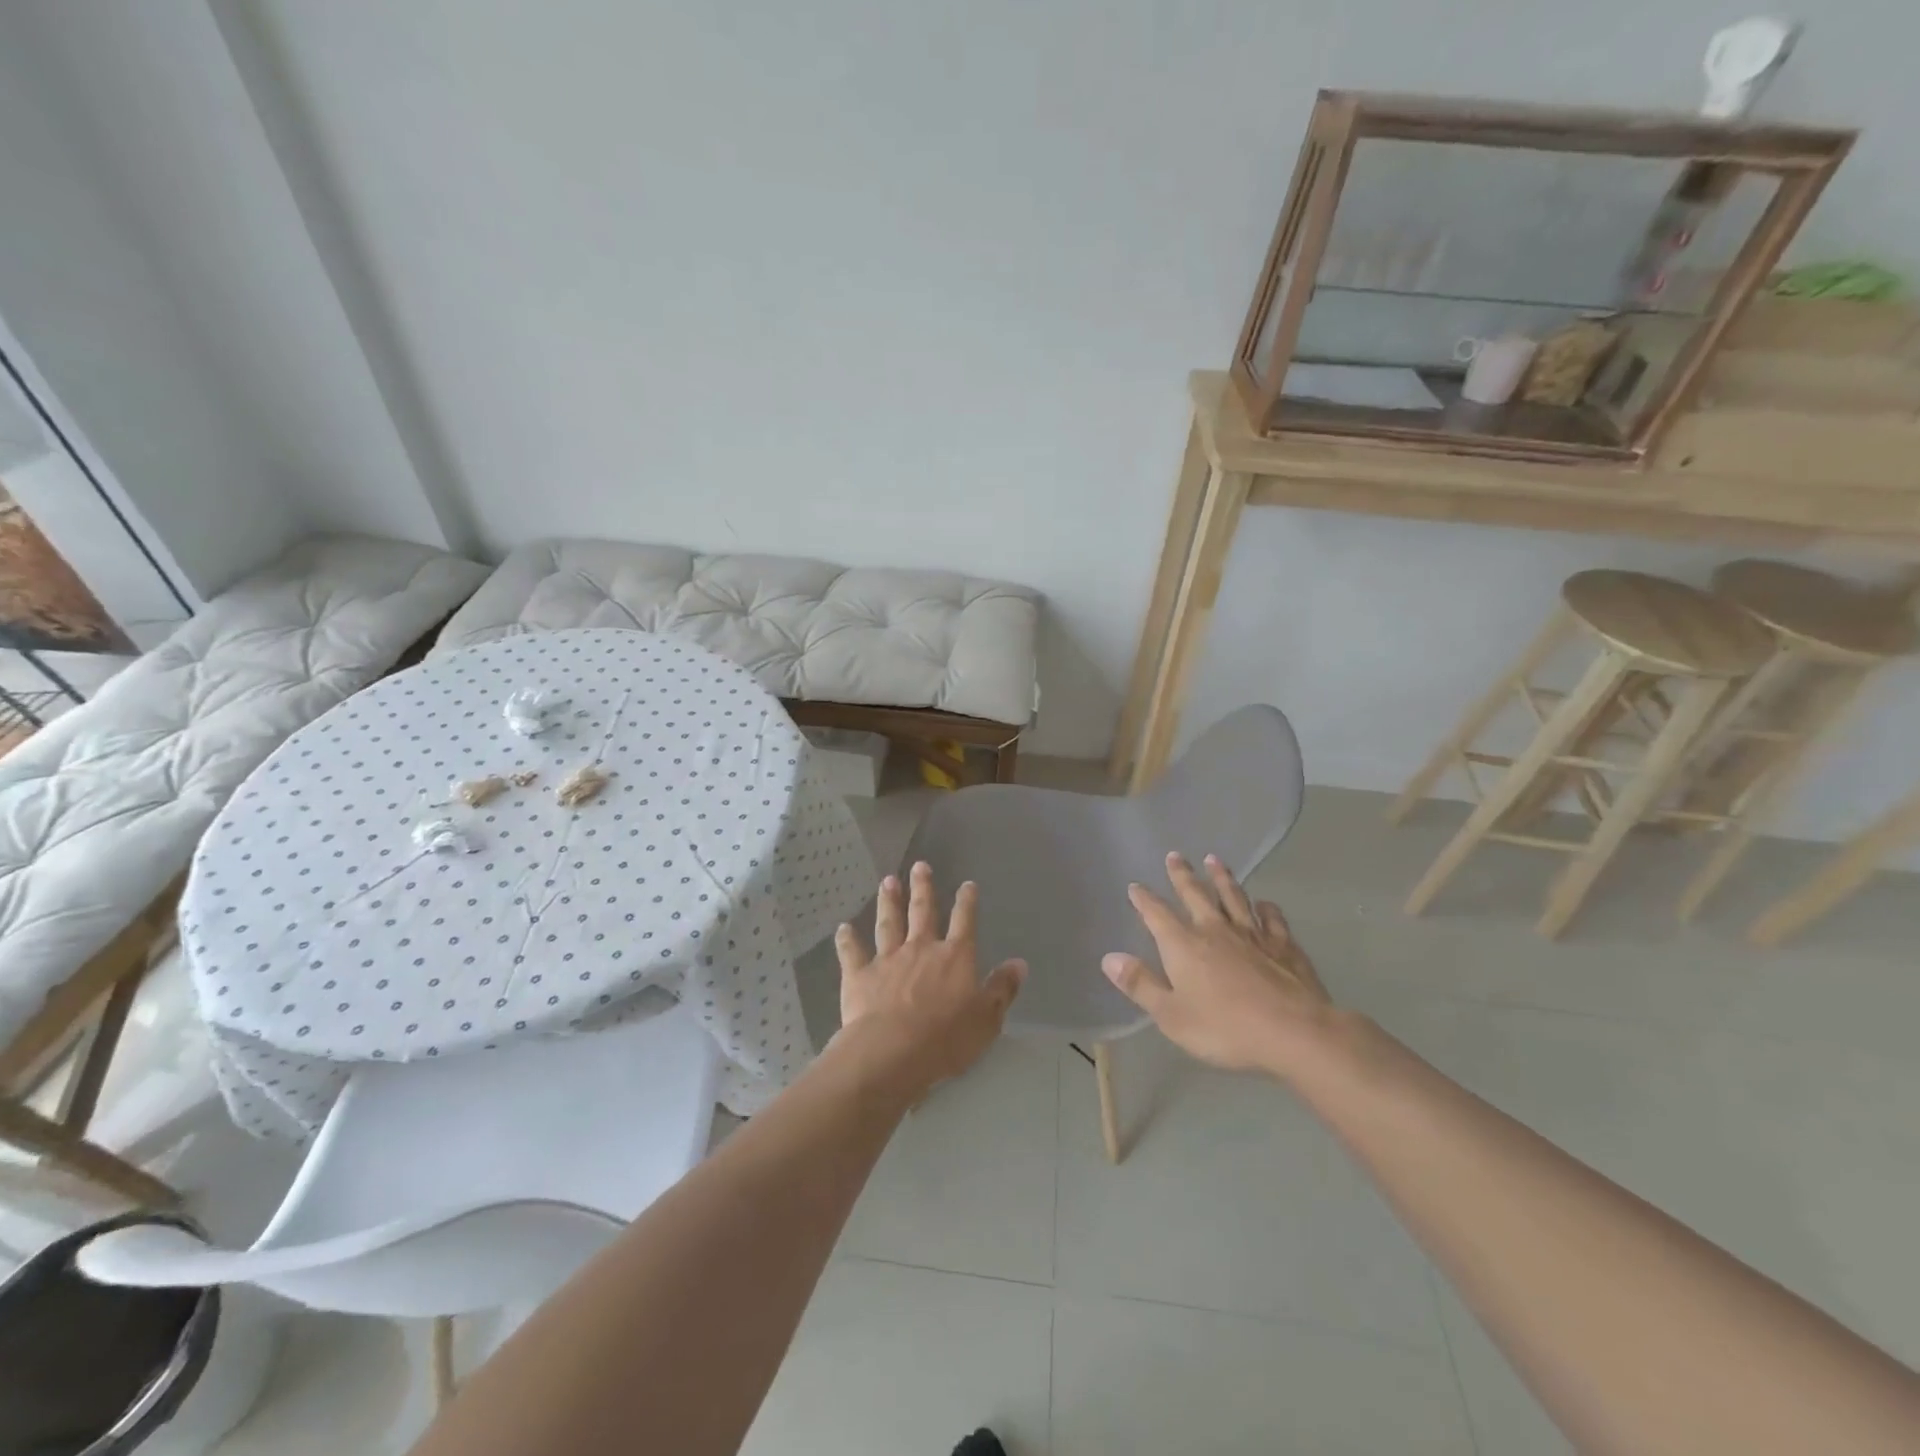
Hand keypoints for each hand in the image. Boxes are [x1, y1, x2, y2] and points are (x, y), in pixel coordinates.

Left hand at [831, 862, 1026, 1099]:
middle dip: (923, 888)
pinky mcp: (859, 975)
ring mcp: (888, 959)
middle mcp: (921, 949)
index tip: (967, 885)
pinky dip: (847, 939)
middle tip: (919, 866)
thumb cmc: (946, 1039)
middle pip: (923, 911)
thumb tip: (1019, 963)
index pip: (964, 922)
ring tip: (887, 882)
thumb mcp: (987, 1019)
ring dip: (888, 902)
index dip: (967, 902)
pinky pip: (852, 952)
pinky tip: (843, 928)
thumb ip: (1002, 989)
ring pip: (889, 923)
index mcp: (954, 957)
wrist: (892, 1051)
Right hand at [1102, 853, 1335, 1077]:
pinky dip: (1266, 908)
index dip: (1144, 899)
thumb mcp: (1171, 1015)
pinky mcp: (1284, 945)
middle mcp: (1215, 929)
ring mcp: (1252, 934)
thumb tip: (1109, 958)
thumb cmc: (1225, 1028)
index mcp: (1183, 945)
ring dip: (1222, 878)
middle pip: (1195, 894)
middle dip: (1182, 875)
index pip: (1157, 914)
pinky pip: (1272, 918)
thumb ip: (1141, 985)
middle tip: (1175, 855)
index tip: (1135, 886)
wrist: (1294, 1032)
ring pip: (1233, 897)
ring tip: (1214, 860)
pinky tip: (1265, 902)